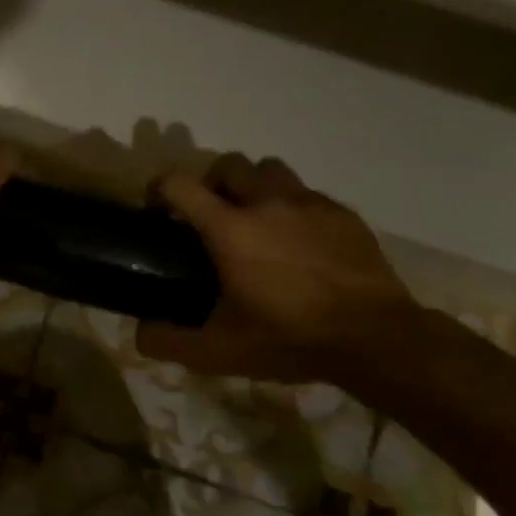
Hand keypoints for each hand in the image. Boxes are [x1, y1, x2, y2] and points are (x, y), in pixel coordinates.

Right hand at [137, 153, 416, 381]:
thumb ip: (168, 341)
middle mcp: (266, 203)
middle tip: (212, 217)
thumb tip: (139, 332)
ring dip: (254, 187)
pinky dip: (293, 208)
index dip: (159, 190)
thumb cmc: (290, 338)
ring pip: (270, 170)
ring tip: (257, 222)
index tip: (159, 211)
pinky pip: (307, 194)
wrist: (377, 339)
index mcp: (229, 229)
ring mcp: (309, 204)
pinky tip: (299, 243)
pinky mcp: (342, 214)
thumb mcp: (219, 352)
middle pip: (228, 164)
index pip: (179, 184)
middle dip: (212, 183)